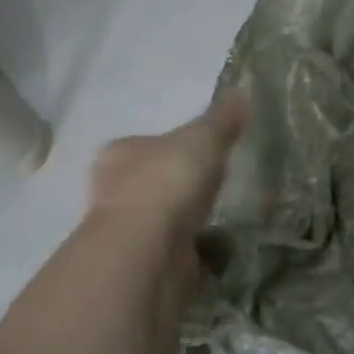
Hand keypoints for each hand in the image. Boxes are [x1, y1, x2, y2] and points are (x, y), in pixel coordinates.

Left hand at [87, 93, 247, 257]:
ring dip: (184, 218)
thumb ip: (221, 118)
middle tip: (215, 184)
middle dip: (178, 184)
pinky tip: (215, 248)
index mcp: (119, 152)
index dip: (174, 146)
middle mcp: (113, 190)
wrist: (149, 249)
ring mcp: (125, 230)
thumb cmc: (169, 180)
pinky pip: (173, 248)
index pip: (146, 143)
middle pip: (151, 180)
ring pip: (160, 217)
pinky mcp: (142, 263)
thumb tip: (241, 91)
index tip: (203, 153)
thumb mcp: (203, 138)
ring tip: (220, 216)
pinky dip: (192, 248)